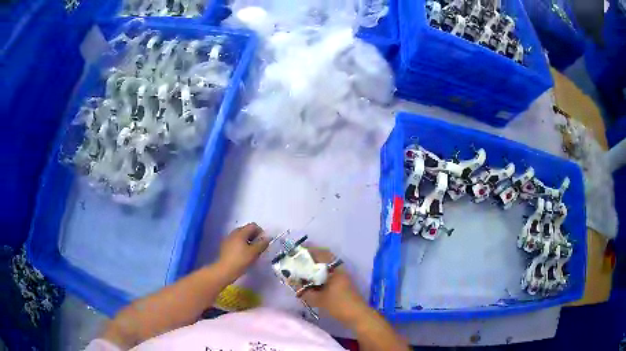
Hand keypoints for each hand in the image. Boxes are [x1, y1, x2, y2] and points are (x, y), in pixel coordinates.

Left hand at [217, 223, 268, 280]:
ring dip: (248, 241)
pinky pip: (235, 241)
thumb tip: (268, 237)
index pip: (253, 225)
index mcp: (240, 232)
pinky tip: (243, 254)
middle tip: (259, 247)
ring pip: (241, 236)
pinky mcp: (225, 246)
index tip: (263, 242)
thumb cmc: (241, 260)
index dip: (260, 231)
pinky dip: (241, 245)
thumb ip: (262, 243)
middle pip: (246, 229)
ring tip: (251, 251)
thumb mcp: (254, 252)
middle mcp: (233, 233)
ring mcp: (228, 239)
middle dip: (254, 236)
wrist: (225, 270)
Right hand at [295, 249, 367, 324]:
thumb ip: (303, 291)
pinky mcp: (343, 283)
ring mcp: (342, 276)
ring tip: (301, 271)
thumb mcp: (318, 299)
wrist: (357, 315)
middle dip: (310, 259)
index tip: (296, 252)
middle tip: (296, 262)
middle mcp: (339, 269)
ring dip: (315, 267)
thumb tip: (291, 282)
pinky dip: (319, 275)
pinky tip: (311, 282)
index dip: (309, 250)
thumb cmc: (338, 305)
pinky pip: (329, 274)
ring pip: (326, 267)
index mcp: (334, 269)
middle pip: (324, 258)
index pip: (321, 253)